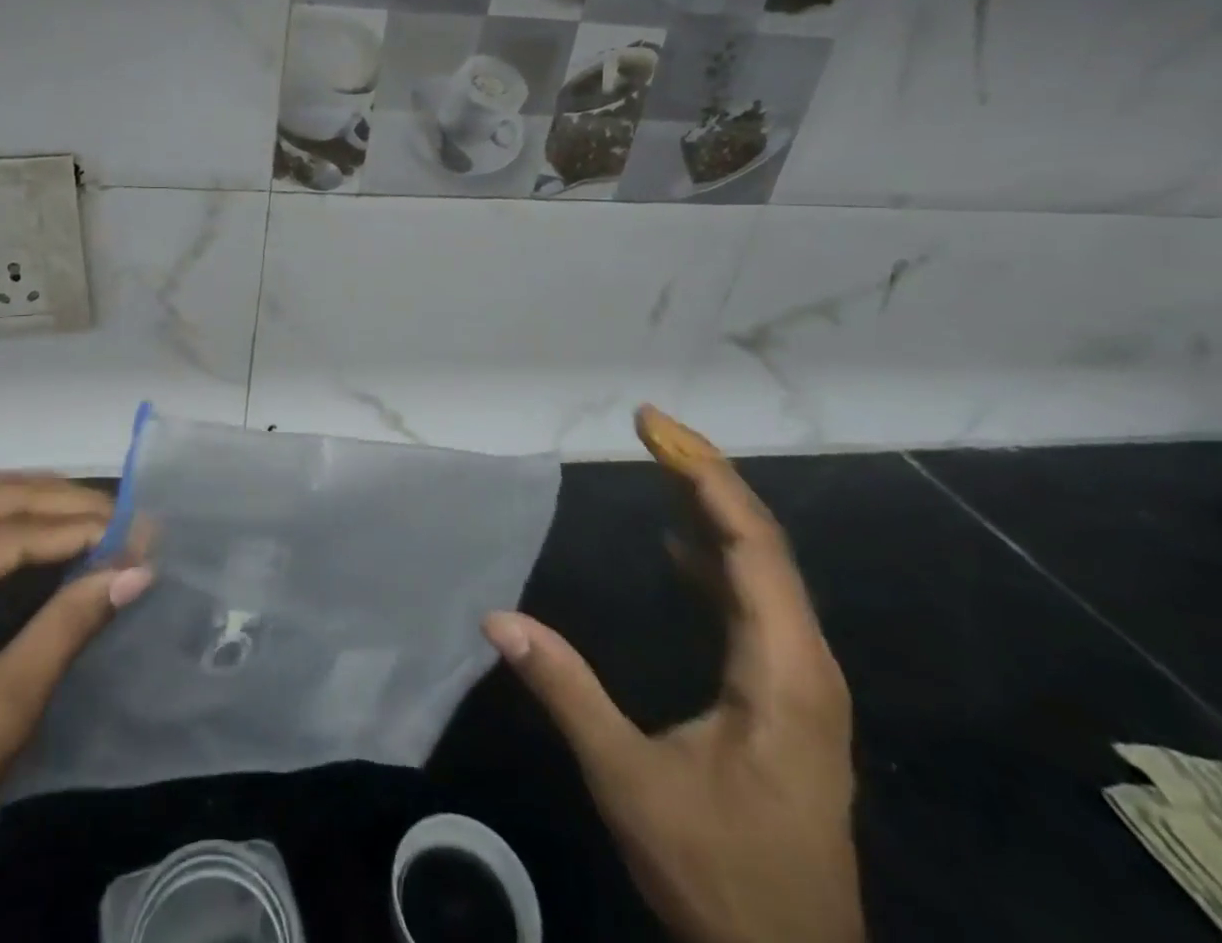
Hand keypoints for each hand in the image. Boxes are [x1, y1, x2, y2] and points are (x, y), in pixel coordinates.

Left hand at [0, 474, 150, 942]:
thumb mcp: (2, 711)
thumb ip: (69, 626)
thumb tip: (139, 568)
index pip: (5, 533)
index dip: (80, 529)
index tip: (143, 530)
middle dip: (64, 505)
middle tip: (130, 518)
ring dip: (40, 503)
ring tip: (100, 516)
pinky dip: (11, 519)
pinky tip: (50, 528)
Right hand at [483, 405, 861, 942]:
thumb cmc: (721, 875)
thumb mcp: (631, 783)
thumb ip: (567, 692)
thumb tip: (497, 619)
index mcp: (784, 672)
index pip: (752, 546)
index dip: (705, 476)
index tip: (655, 426)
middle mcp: (803, 662)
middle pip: (762, 544)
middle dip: (706, 476)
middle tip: (651, 428)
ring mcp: (798, 680)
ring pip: (762, 570)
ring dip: (712, 511)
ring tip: (660, 464)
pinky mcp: (783, 695)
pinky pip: (753, 602)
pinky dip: (715, 558)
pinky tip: (680, 547)